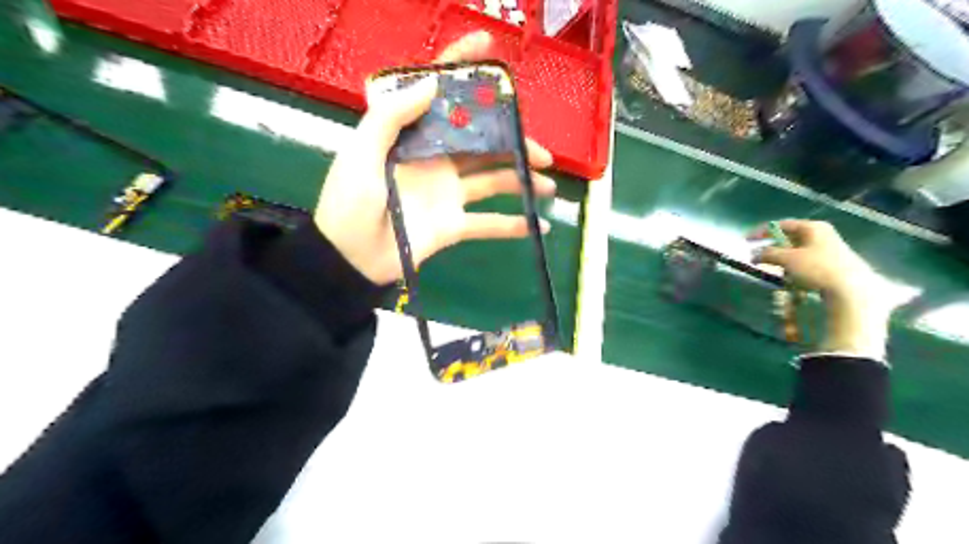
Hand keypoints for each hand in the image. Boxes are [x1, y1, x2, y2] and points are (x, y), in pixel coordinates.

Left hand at [317, 29, 556, 284]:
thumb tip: (433, 81)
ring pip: (494, 181)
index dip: (463, 69)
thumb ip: (391, 117)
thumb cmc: (349, 203)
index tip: (490, 49)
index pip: (441, 96)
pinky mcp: (454, 225)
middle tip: (542, 152)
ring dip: (523, 181)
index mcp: (414, 138)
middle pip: (483, 143)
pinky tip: (538, 225)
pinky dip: (513, 225)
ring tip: (549, 185)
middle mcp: (437, 160)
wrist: (350, 259)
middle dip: (514, 143)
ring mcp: (448, 194)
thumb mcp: (361, 154)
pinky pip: (488, 224)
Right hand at [753, 220, 887, 359]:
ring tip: (777, 272)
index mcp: (813, 227)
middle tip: (761, 258)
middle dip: (774, 248)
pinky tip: (794, 280)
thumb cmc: (817, 268)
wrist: (852, 290)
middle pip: (790, 238)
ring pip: (799, 252)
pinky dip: (796, 269)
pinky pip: (808, 263)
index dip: (761, 232)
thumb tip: (755, 254)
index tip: (747, 241)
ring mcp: (831, 250)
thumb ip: (768, 253)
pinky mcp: (835, 264)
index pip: (781, 224)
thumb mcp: (787, 259)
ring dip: (784, 261)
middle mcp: (823, 234)